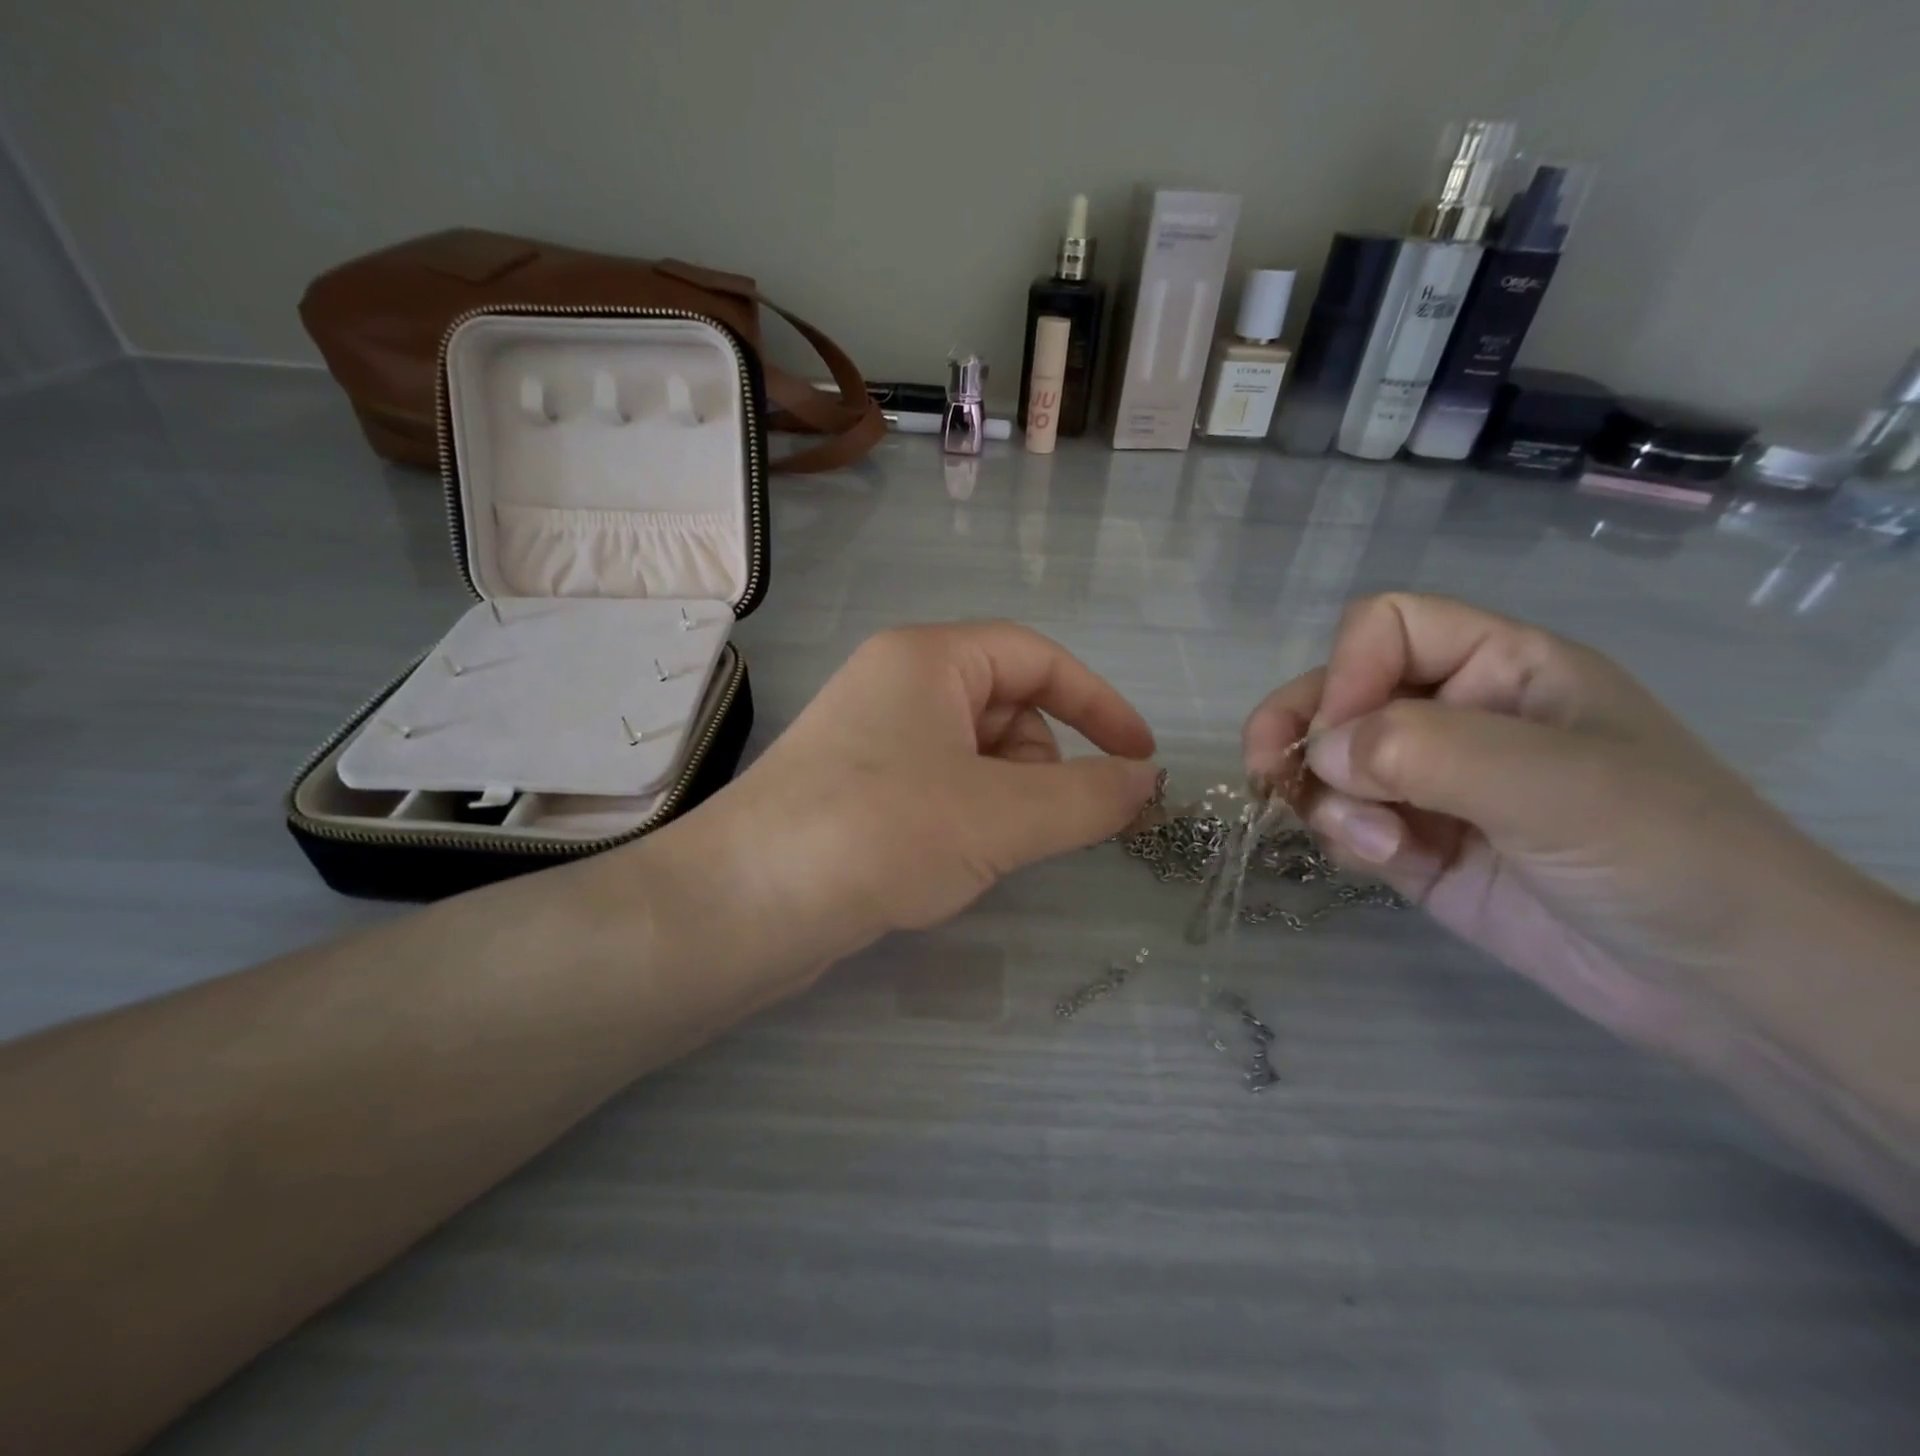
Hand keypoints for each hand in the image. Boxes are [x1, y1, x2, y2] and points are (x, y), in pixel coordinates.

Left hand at [666, 621, 1159, 978]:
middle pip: (1007, 707)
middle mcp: (896, 684)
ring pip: (975, 756)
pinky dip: (964, 819)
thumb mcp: (1001, 815)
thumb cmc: (880, 832)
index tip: (1140, 759)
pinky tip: (942, 862)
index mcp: (927, 658)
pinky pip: (940, 788)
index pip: (1037, 658)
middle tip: (1025, 825)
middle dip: (1037, 767)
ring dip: (1001, 801)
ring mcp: (872, 737)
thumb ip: (1089, 797)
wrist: (743, 907)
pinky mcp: (856, 788)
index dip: (1098, 704)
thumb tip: (1149, 782)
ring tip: (974, 850)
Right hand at [1242, 593, 1880, 1050]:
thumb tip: (1320, 752)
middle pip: (1337, 693)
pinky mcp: (1412, 844)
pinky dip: (1344, 839)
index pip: (1387, 628)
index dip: (1349, 669)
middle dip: (1300, 732)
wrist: (1722, 987)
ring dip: (1328, 800)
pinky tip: (1386, 864)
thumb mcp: (1556, 784)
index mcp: (1500, 668)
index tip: (1343, 734)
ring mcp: (1429, 784)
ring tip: (1374, 846)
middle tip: (1269, 776)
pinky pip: (1343, 821)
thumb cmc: (1664, 854)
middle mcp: (1455, 715)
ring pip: (1328, 763)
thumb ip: (1426, 750)